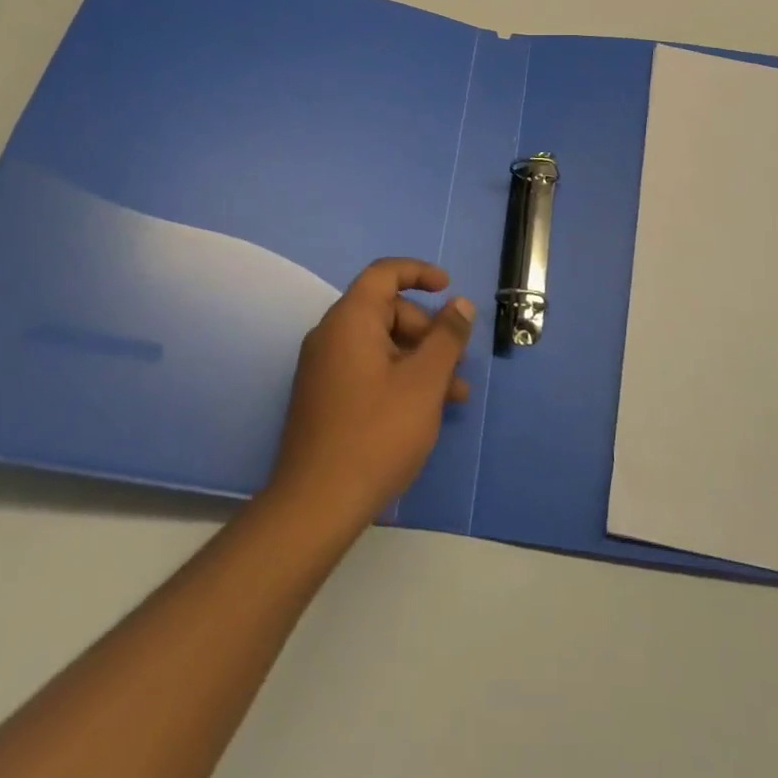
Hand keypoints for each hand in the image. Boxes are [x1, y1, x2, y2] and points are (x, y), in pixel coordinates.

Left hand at [266, 257, 474, 533]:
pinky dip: (398, 377)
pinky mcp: (324, 397)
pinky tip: (424, 410)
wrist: (316, 505)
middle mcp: (331, 335)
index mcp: (350, 320)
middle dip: (427, 330)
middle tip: (457, 363)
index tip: (448, 288)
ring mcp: (324, 368)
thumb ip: (447, 337)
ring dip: (419, 360)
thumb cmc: (376, 433)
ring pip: (381, 344)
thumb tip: (461, 304)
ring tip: (454, 396)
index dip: (419, 273)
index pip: (384, 274)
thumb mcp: (424, 382)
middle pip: (386, 311)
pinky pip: (367, 368)